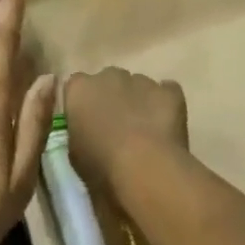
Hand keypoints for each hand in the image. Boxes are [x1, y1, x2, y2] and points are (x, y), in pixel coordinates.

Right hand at [63, 68, 189, 191]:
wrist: (145, 168)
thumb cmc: (101, 166)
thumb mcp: (74, 153)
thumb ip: (79, 131)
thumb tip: (88, 130)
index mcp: (80, 89)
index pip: (76, 86)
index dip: (83, 104)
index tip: (87, 122)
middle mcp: (109, 76)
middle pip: (108, 81)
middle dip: (111, 97)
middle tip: (116, 127)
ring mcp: (142, 81)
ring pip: (138, 86)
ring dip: (138, 101)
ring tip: (144, 132)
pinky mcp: (170, 92)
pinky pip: (167, 92)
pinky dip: (165, 104)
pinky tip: (165, 125)